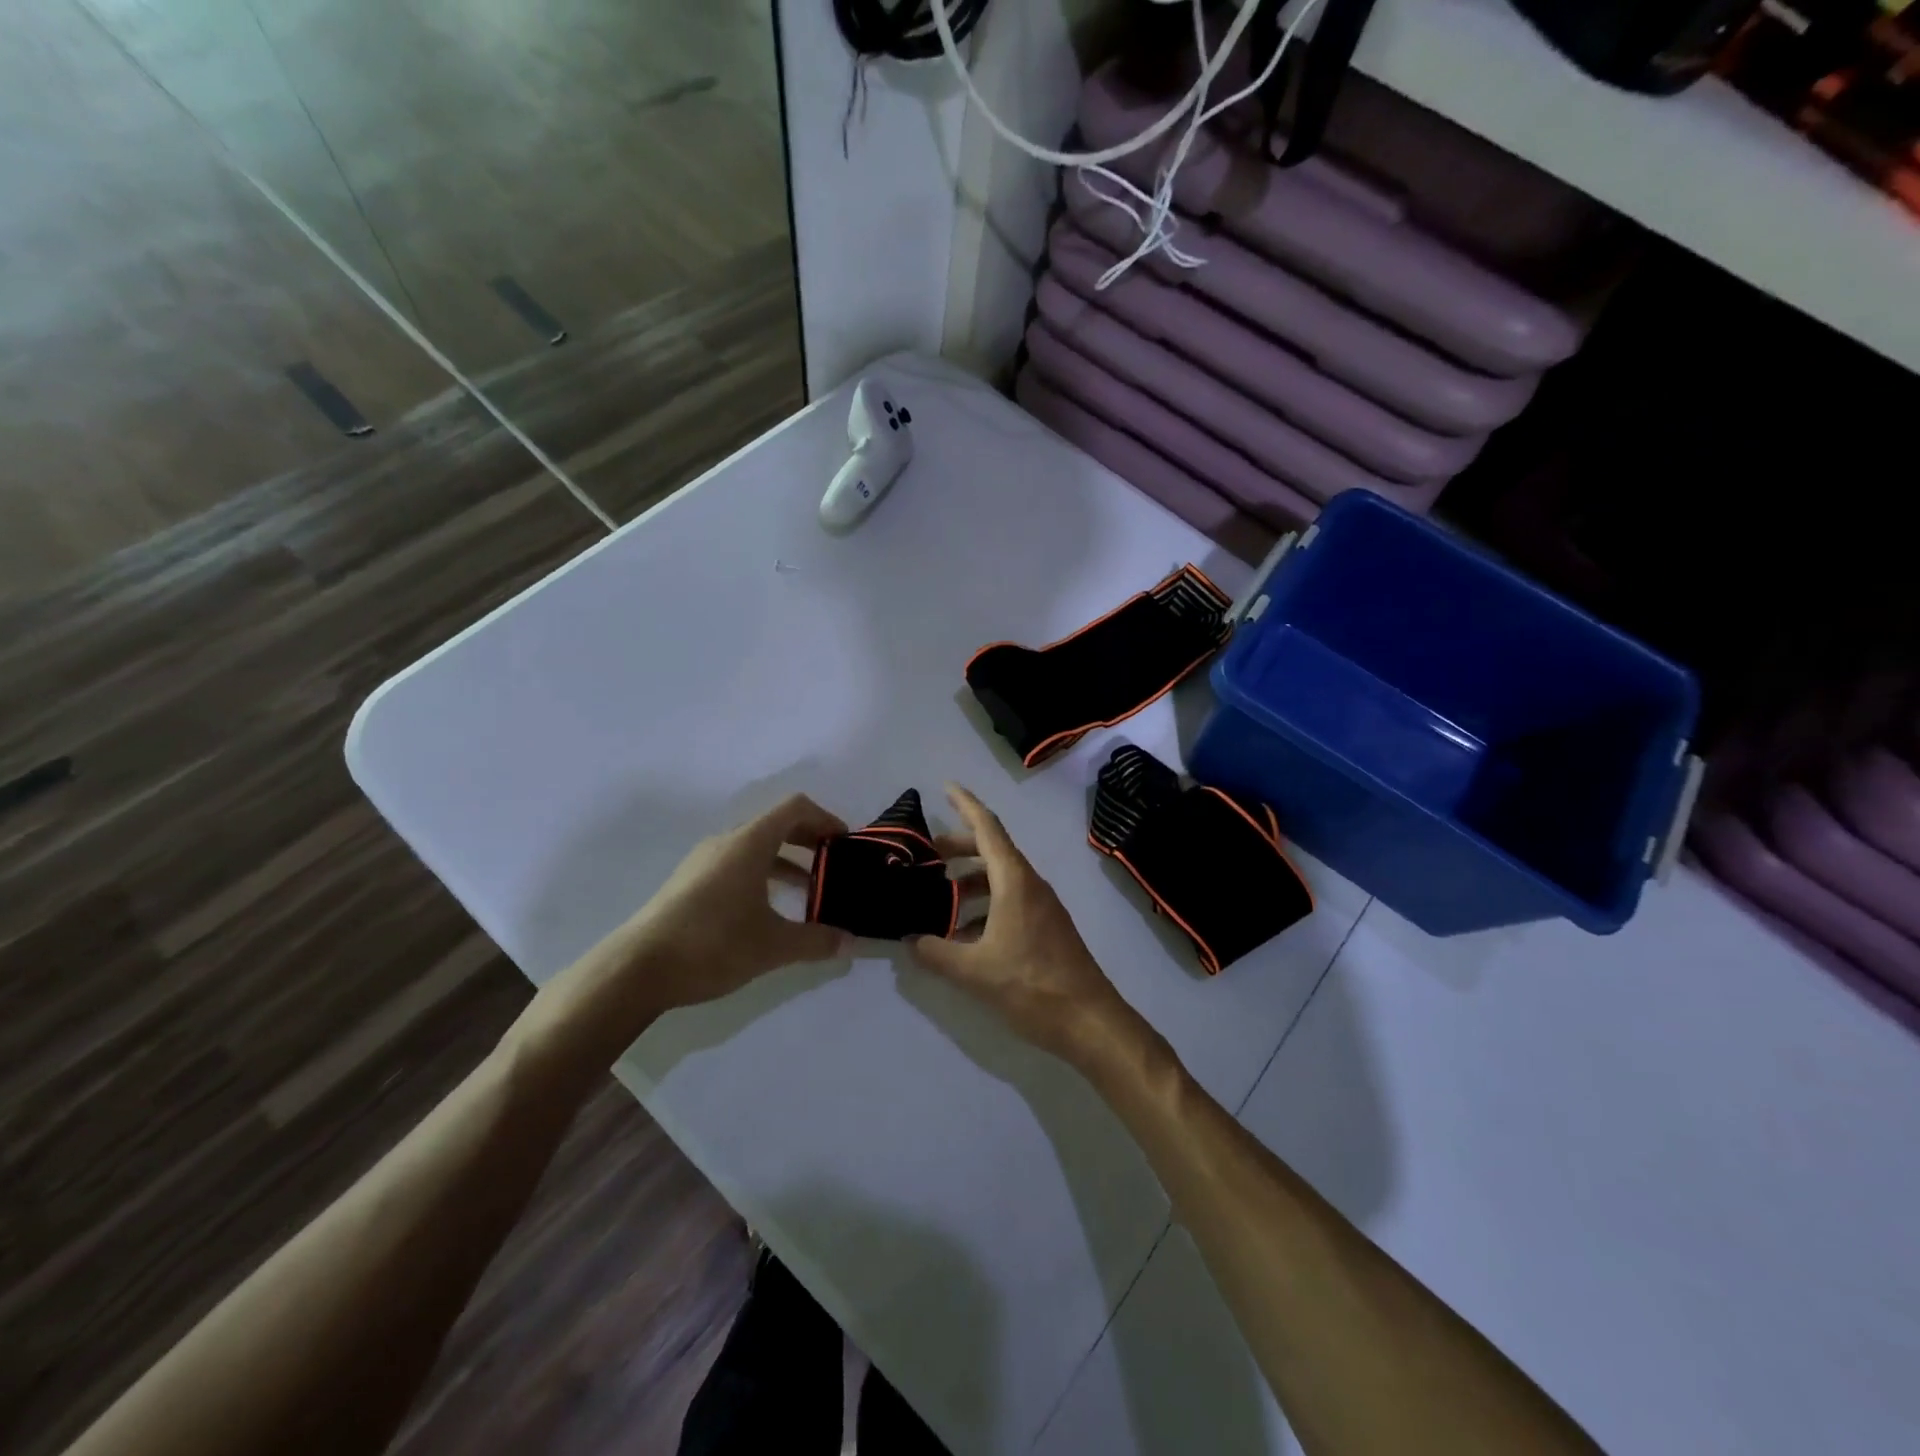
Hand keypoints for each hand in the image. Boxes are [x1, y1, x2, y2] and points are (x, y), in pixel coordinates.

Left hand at [625, 793, 853, 1010]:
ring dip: (785, 860)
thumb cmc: (712, 944)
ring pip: (755, 847)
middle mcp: (726, 842)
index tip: (844, 844)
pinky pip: (736, 864)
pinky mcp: (689, 883)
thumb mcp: (773, 946)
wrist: (636, 969)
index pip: (795, 808)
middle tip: (833, 866)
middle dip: (809, 840)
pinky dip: (762, 874)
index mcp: (749, 842)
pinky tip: (767, 910)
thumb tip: (850, 942)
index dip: (825, 819)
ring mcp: (703, 861)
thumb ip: (816, 941)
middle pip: (776, 824)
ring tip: (807, 891)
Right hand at [912, 784, 1136, 1065]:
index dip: (966, 804)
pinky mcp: (1046, 927)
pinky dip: (984, 904)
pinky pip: (1010, 900)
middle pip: (993, 850)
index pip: (987, 828)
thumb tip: (910, 940)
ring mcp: (1041, 906)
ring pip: (1001, 878)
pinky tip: (964, 933)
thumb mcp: (974, 971)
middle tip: (927, 855)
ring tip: (939, 897)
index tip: (946, 787)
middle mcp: (1030, 884)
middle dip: (960, 847)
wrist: (1089, 1020)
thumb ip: (936, 953)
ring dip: (970, 880)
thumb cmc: (1031, 986)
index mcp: (1014, 881)